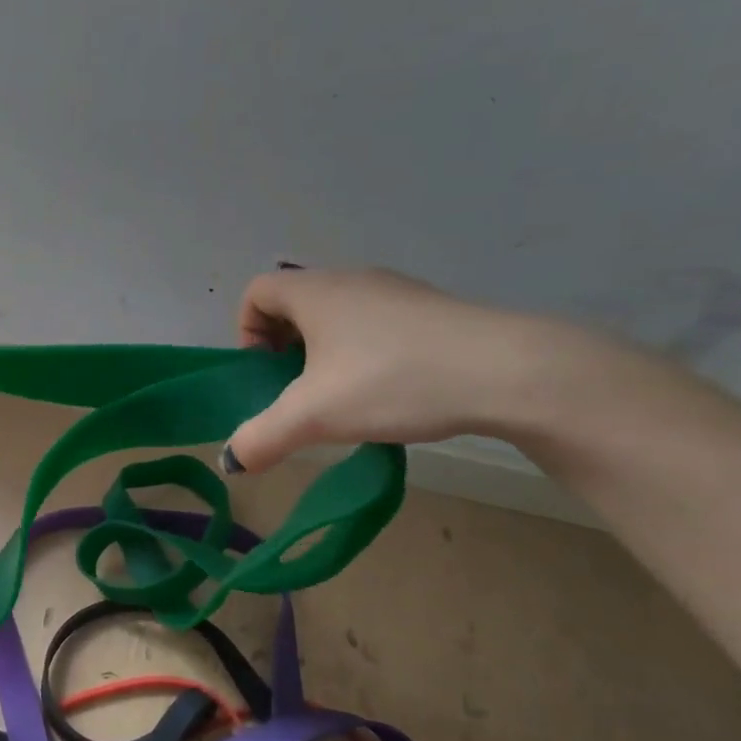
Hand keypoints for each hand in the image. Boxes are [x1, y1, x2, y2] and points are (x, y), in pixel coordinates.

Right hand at [226, 267, 569, 470]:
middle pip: (295, 305)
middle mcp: (351, 279)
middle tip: (300, 393)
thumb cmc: (393, 381)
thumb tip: (230, 461)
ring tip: (345, 398)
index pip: (256, 293)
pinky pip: (377, 325)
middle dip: (284, 350)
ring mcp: (397, 291)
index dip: (246, 333)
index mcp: (316, 291)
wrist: (509, 371)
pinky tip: (390, 392)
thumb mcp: (314, 416)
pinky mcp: (432, 311)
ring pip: (338, 316)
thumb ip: (261, 438)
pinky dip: (365, 354)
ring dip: (325, 354)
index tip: (266, 375)